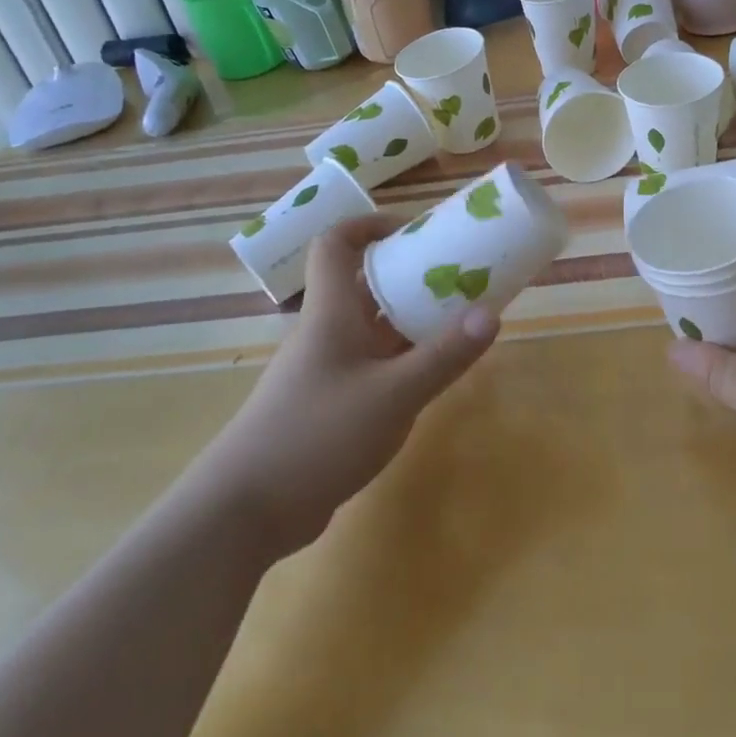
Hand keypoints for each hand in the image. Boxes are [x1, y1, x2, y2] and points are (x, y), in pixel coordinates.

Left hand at [212, 214, 499, 555]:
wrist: (243, 511)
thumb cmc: (317, 435)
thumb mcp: (393, 395)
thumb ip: (443, 356)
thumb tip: (491, 314)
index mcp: (331, 313)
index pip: (335, 244)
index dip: (368, 225)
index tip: (412, 231)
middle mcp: (325, 332)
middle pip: (363, 285)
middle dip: (408, 276)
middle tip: (456, 278)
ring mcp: (325, 371)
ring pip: (370, 329)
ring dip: (409, 321)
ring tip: (457, 322)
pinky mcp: (327, 405)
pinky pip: (370, 366)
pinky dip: (400, 361)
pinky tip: (430, 377)